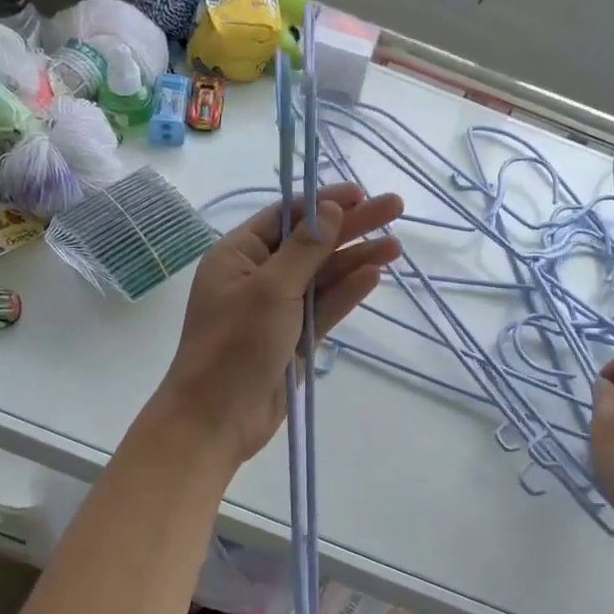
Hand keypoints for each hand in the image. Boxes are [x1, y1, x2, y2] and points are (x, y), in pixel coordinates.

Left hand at [155, 183, 403, 467]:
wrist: (217, 419)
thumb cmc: (234, 346)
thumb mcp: (269, 289)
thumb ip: (305, 250)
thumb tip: (331, 208)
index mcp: (238, 255)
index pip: (286, 217)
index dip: (324, 202)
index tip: (360, 193)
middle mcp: (258, 276)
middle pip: (312, 243)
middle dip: (351, 226)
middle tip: (394, 209)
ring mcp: (278, 308)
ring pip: (323, 276)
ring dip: (356, 259)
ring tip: (396, 247)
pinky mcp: (295, 337)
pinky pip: (325, 307)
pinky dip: (347, 291)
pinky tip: (374, 274)